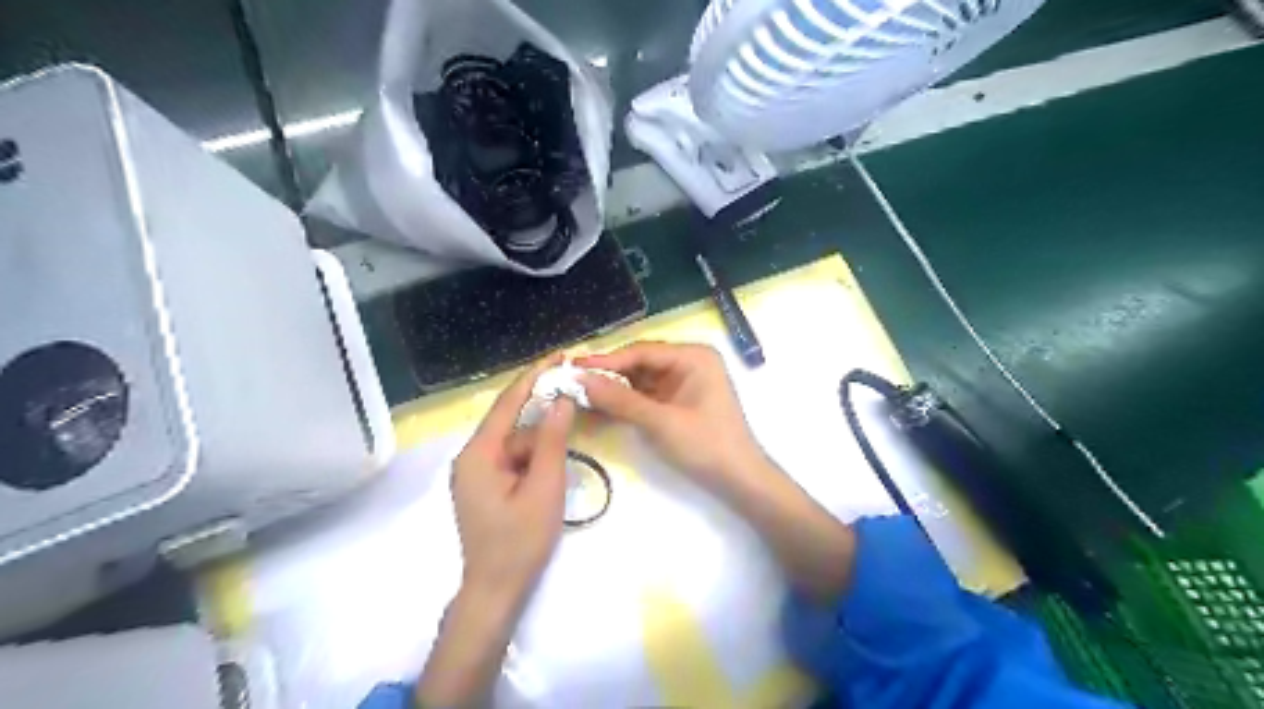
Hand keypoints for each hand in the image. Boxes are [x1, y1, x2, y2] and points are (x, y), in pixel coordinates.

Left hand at [418, 358, 575, 706]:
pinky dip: (535, 460)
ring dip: (542, 447)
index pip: (508, 402)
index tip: (560, 355)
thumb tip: (562, 399)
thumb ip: (553, 441)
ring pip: (516, 444)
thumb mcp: (544, 488)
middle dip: (544, 416)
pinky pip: (513, 460)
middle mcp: (471, 456)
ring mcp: (476, 472)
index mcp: (479, 454)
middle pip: (513, 423)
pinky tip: (551, 474)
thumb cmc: (520, 542)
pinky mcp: (485, 485)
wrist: (495, 590)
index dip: (534, 376)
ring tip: (562, 466)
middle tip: (575, 402)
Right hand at [577, 343, 769, 491]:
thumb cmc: (707, 446)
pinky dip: (626, 403)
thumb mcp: (661, 422)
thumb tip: (580, 379)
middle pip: (640, 364)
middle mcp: (689, 363)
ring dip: (614, 389)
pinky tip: (600, 407)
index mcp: (693, 357)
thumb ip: (620, 400)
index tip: (572, 367)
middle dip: (608, 375)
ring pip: (640, 380)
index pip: (642, 352)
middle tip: (570, 381)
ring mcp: (684, 383)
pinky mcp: (678, 402)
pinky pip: (646, 396)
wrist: (740, 481)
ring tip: (578, 395)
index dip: (606, 360)